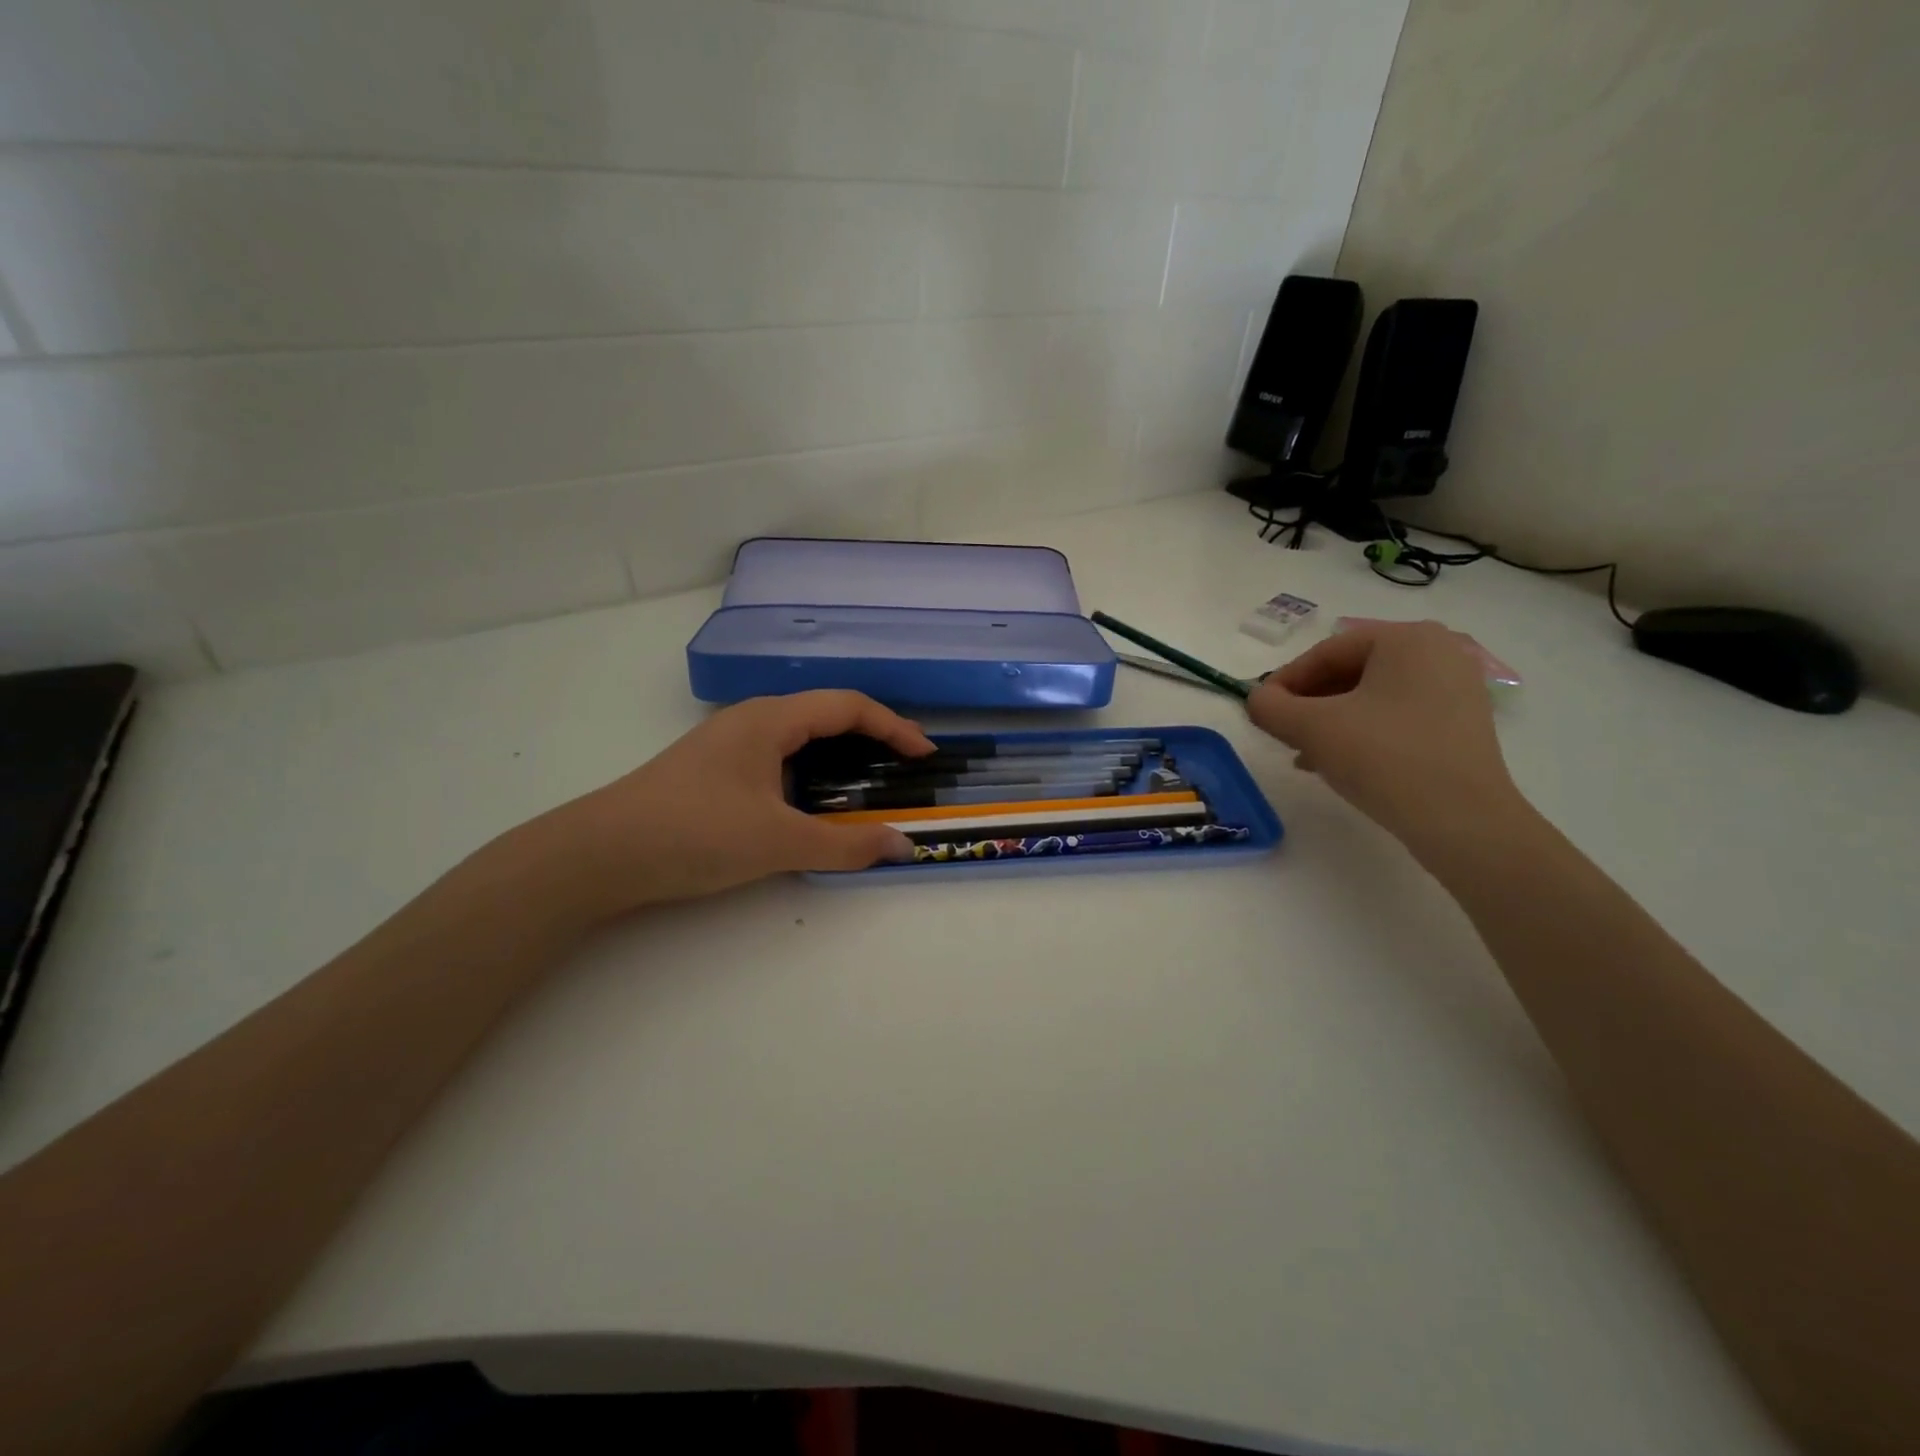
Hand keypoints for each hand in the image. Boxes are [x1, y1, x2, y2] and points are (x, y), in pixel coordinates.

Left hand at [518, 691, 934, 920]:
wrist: (598, 854)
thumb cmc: (694, 833)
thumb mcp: (777, 842)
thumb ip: (845, 846)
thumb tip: (903, 846)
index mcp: (770, 720)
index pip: (848, 706)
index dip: (894, 726)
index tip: (925, 754)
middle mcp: (751, 720)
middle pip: (826, 714)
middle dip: (872, 736)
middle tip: (904, 766)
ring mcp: (728, 743)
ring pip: (800, 735)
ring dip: (840, 754)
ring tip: (868, 784)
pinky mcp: (714, 769)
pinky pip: (779, 756)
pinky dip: (811, 771)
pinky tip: (812, 801)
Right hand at [1246, 620, 1521, 853]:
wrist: (1463, 821)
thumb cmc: (1384, 758)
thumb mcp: (1311, 728)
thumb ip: (1270, 706)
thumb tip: (1257, 700)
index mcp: (1406, 639)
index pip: (1326, 652)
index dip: (1284, 681)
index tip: (1260, 710)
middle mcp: (1438, 652)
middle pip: (1350, 672)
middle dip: (1308, 703)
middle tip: (1281, 731)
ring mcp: (1456, 689)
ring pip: (1371, 697)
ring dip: (1329, 721)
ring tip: (1303, 753)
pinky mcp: (1461, 724)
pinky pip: (1396, 716)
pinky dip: (1361, 732)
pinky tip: (1338, 762)